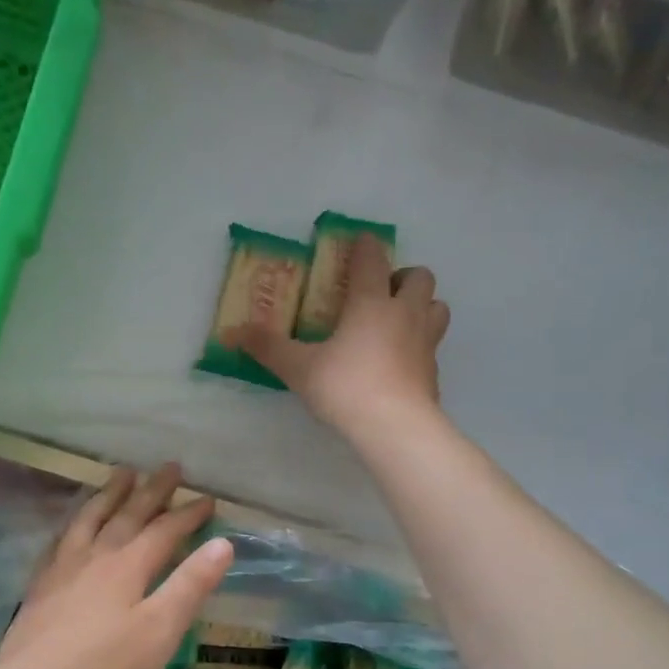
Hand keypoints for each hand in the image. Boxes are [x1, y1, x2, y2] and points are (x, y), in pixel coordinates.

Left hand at [0, 463, 233, 668]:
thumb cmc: (106, 667)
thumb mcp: (161, 630)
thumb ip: (190, 585)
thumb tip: (223, 543)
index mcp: (128, 566)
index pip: (164, 531)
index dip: (188, 514)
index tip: (208, 498)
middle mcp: (95, 557)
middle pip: (127, 515)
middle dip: (152, 491)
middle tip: (169, 467)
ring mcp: (63, 570)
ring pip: (89, 519)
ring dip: (109, 495)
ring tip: (121, 474)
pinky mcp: (40, 588)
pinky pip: (59, 541)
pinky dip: (72, 524)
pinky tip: (72, 525)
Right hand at [232, 238, 449, 439]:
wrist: (395, 427)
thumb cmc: (346, 387)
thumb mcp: (298, 368)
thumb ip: (268, 348)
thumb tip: (231, 333)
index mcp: (371, 303)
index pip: (373, 260)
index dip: (365, 246)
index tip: (359, 242)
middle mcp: (405, 314)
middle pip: (420, 277)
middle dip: (403, 276)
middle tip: (381, 291)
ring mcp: (425, 342)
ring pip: (438, 307)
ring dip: (422, 306)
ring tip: (398, 321)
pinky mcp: (433, 372)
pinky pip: (432, 346)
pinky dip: (419, 346)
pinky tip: (400, 362)